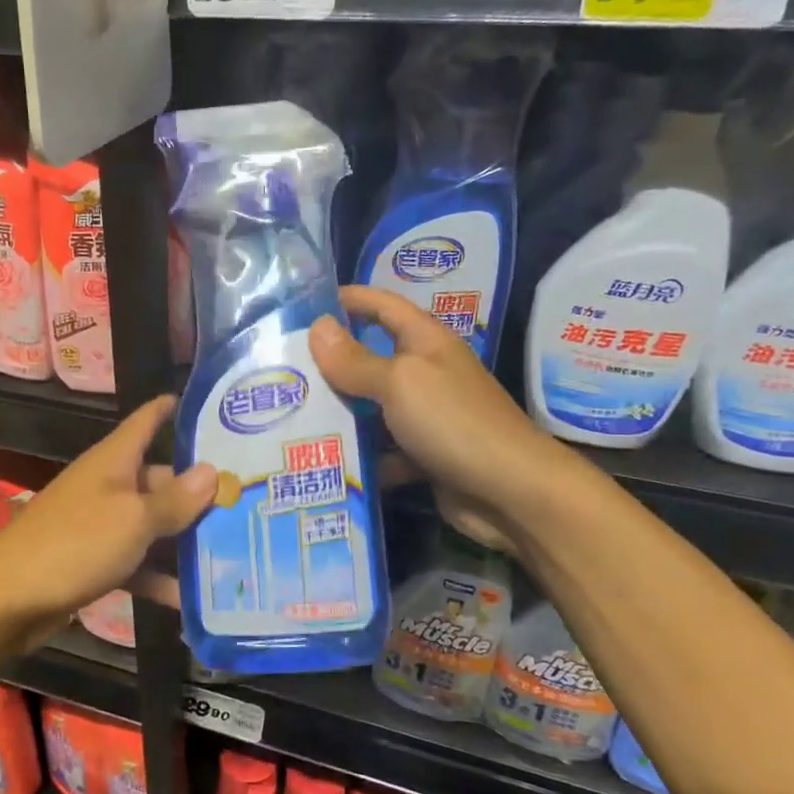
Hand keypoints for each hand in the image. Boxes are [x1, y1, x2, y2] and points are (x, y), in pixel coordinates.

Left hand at [0, 395, 215, 650]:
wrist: (8, 600)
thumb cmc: (75, 544)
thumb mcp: (133, 519)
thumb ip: (175, 500)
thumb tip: (212, 472)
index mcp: (115, 460)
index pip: (148, 420)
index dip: (175, 409)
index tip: (216, 407)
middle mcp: (109, 485)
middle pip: (161, 479)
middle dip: (200, 490)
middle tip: (249, 501)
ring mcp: (101, 525)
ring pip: (153, 524)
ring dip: (185, 539)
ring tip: (236, 549)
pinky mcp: (95, 562)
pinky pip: (138, 562)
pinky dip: (160, 577)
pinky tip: (193, 598)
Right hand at [312, 287, 568, 546]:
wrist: (512, 493)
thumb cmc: (454, 422)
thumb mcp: (399, 383)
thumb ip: (356, 359)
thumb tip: (316, 327)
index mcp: (424, 342)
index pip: (382, 305)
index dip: (348, 299)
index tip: (304, 305)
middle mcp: (425, 373)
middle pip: (370, 358)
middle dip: (329, 364)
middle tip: (281, 370)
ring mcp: (426, 416)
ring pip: (371, 408)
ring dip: (339, 413)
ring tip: (288, 416)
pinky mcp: (424, 455)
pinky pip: (382, 449)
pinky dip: (360, 456)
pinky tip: (322, 462)